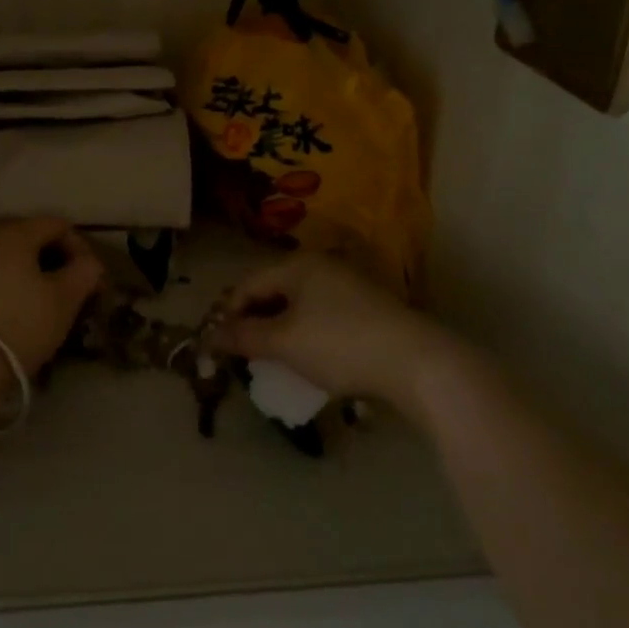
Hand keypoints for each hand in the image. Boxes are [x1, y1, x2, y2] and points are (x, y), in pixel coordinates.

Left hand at [0, 218, 102, 383]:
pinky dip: (11, 287)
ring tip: (49, 306)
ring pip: (11, 259)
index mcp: (15, 232)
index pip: (58, 225)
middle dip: (57, 261)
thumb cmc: (20, 323)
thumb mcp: (64, 299)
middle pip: (32, 238)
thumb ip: (84, 272)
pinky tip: (20, 314)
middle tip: (74, 292)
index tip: (92, 280)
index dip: (81, 248)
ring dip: (33, 275)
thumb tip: (89, 263)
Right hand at [208, 254, 447, 416]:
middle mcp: (321, 266)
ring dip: (278, 329)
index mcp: (297, 265)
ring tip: (270, 358)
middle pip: (273, 290)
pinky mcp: (367, 309)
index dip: (227, 312)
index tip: (217, 344)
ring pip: (298, 304)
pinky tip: (307, 357)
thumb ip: (244, 336)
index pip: (248, 284)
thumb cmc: (340, 344)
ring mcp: (348, 286)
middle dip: (253, 320)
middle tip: (241, 351)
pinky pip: (321, 316)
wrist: (417, 362)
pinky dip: (305, 333)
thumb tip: (211, 335)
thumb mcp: (285, 342)